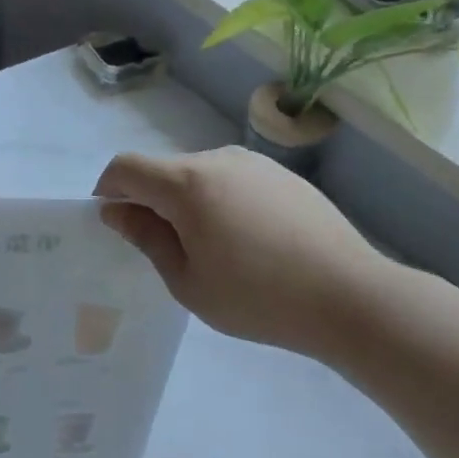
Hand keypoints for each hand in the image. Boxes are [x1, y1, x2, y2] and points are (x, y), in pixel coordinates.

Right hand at [94, 147, 389, 363]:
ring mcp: (256, 163)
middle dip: (150, 201)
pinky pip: (233, 180)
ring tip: (214, 250)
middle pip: (164, 171)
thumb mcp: (188, 281)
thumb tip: (116, 210)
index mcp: (188, 183)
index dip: (108, 190)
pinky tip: (249, 242)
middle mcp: (219, 159)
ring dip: (188, 202)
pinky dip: (221, 202)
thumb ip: (147, 238)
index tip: (114, 224)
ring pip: (200, 175)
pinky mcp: (283, 175)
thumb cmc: (258, 298)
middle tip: (168, 252)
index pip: (126, 167)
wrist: (350, 296)